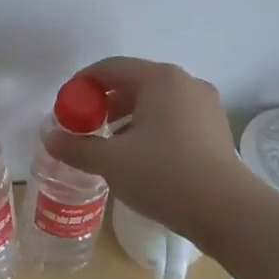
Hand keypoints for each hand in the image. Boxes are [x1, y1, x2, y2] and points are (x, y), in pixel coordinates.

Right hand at [42, 57, 253, 235]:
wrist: (228, 211)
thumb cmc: (165, 176)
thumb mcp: (112, 162)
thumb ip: (77, 147)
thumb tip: (49, 137)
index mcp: (160, 79)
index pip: (110, 68)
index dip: (82, 84)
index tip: (65, 107)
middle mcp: (185, 83)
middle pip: (134, 82)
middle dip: (105, 103)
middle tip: (85, 128)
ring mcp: (205, 105)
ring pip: (155, 101)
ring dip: (128, 117)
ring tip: (111, 145)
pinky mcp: (216, 128)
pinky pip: (174, 117)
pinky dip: (152, 128)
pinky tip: (142, 156)